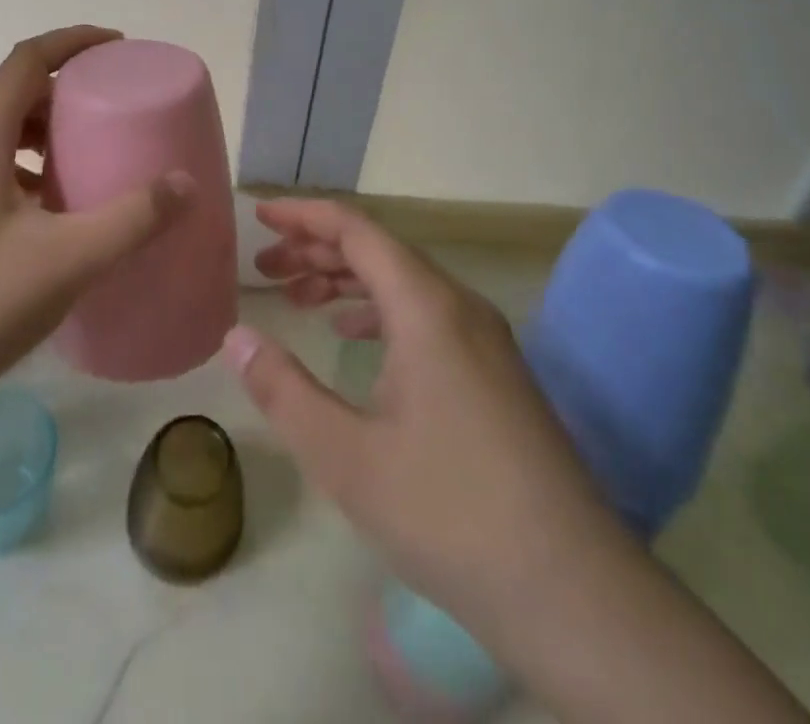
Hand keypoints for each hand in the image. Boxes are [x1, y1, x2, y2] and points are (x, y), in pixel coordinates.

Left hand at [0, 27, 196, 411]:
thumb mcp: (68, 260)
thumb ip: (133, 218)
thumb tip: (185, 183)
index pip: (27, 60)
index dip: (73, 42)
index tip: (118, 47)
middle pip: (14, 95)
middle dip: (66, 91)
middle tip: (114, 108)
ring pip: (1, 137)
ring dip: (47, 135)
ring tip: (90, 158)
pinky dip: (30, 173)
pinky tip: (56, 216)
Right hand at [222, 200, 622, 655]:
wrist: (574, 592)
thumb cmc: (449, 513)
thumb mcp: (345, 456)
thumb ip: (282, 389)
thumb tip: (235, 337)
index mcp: (426, 306)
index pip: (356, 230)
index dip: (304, 216)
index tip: (260, 216)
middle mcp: (459, 306)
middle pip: (379, 250)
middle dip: (317, 249)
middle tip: (265, 267)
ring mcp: (484, 338)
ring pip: (403, 283)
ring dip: (347, 280)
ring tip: (297, 296)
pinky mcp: (495, 371)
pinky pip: (426, 314)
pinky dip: (379, 311)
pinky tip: (353, 336)